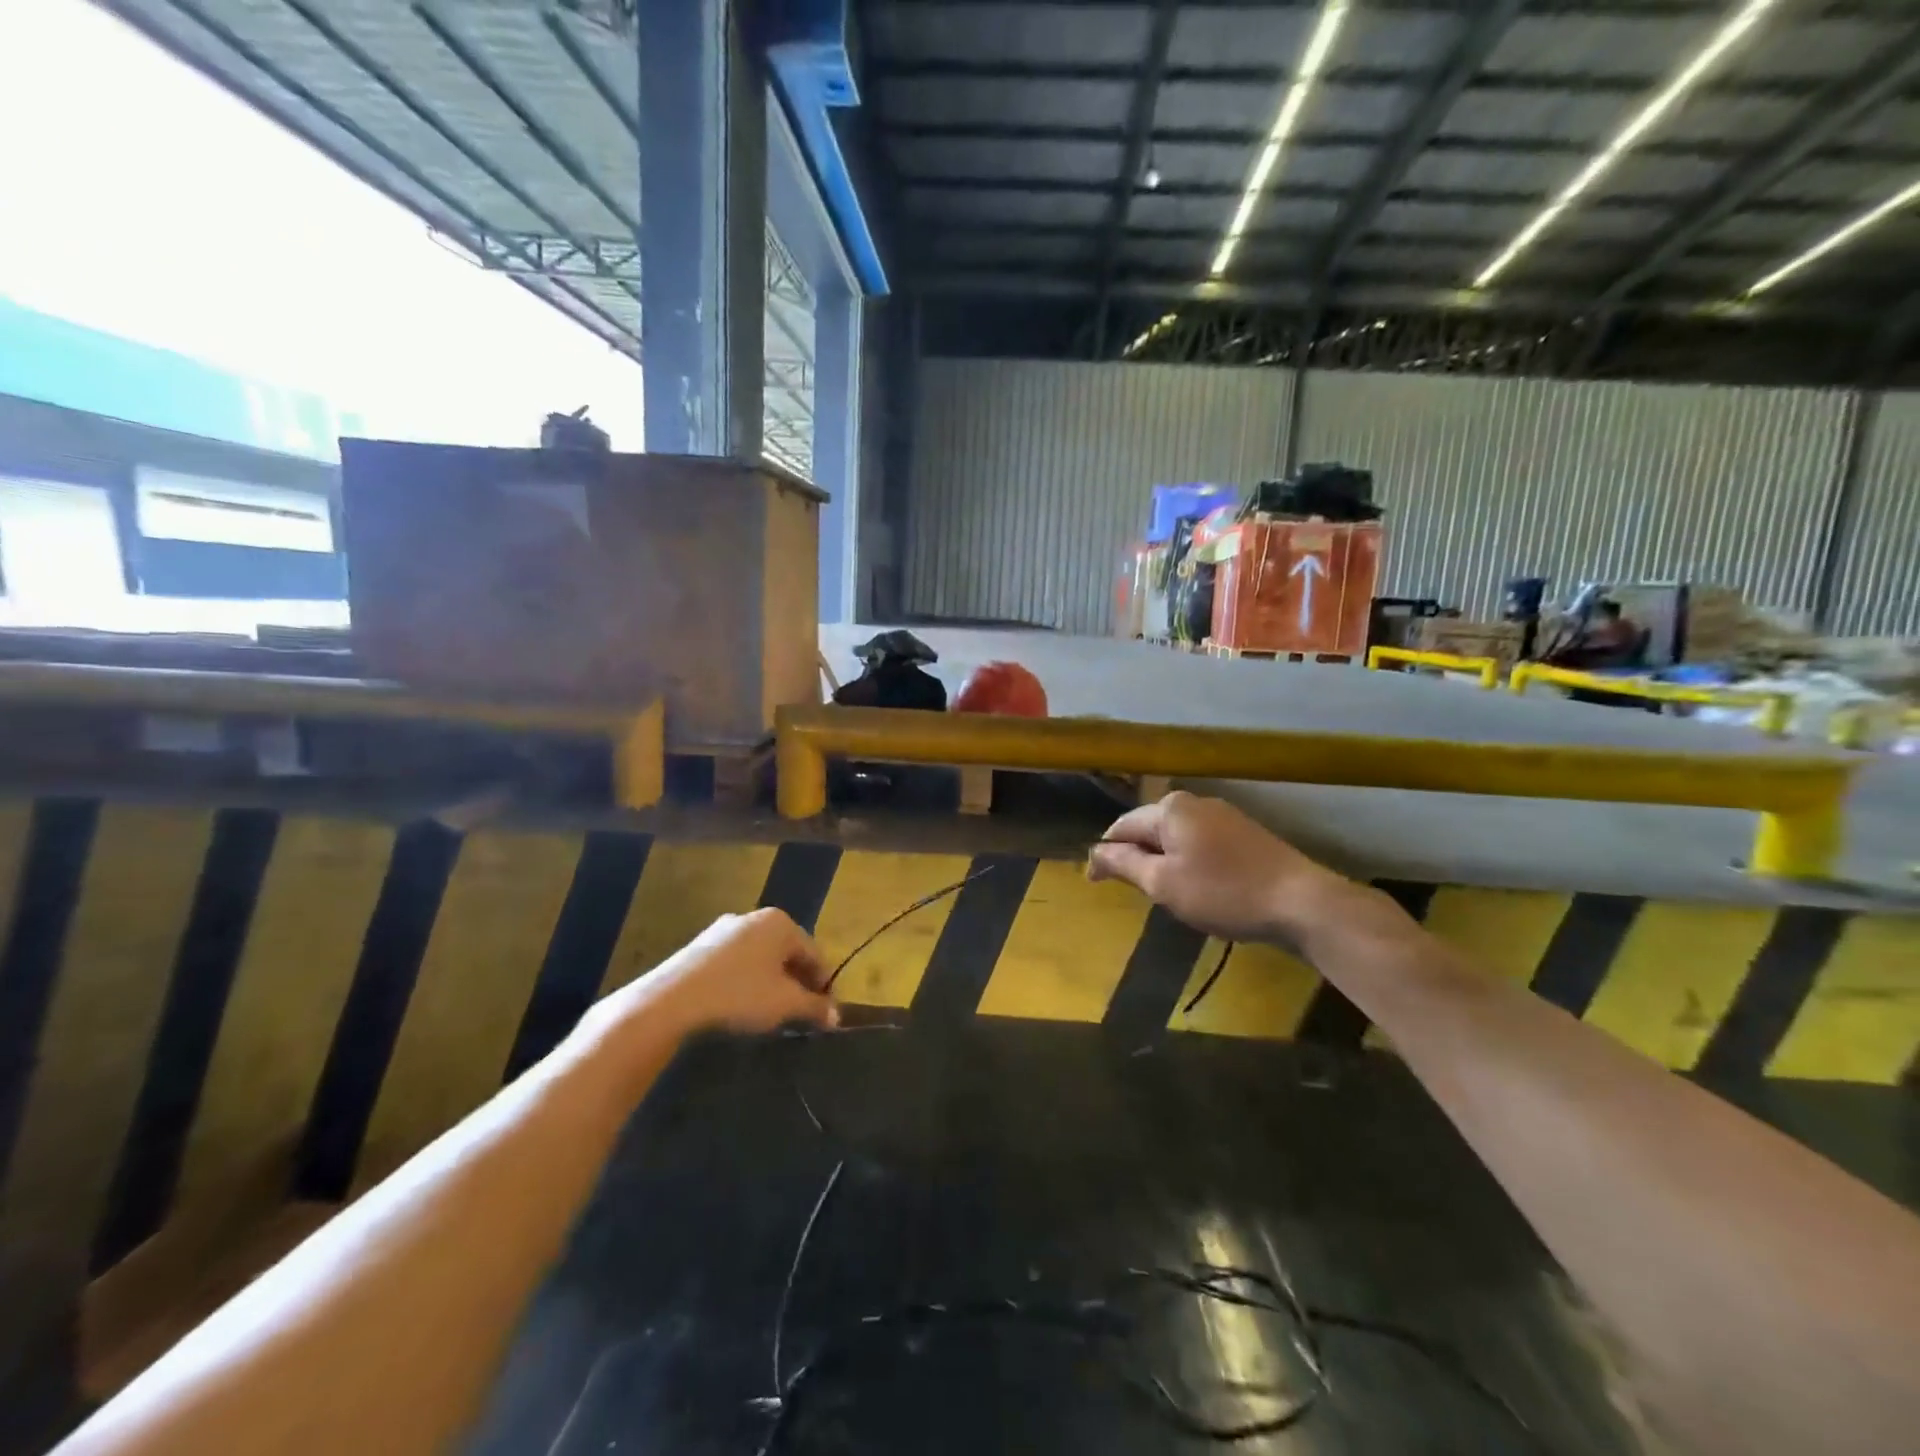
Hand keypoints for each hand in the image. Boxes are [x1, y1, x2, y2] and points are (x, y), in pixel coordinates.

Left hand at [614, 908, 838, 1037]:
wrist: (673, 999)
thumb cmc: (740, 994)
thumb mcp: (785, 1004)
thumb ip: (814, 1007)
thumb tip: (836, 1016)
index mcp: (781, 923)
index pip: (814, 953)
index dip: (823, 984)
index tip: (825, 1011)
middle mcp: (754, 917)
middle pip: (787, 952)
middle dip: (797, 982)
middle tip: (800, 1012)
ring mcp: (724, 929)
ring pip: (760, 957)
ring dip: (771, 982)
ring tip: (771, 1012)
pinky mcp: (700, 946)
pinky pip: (736, 962)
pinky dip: (745, 980)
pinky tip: (740, 1003)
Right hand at [1087, 791, 1343, 942]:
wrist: (1300, 902)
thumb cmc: (1223, 892)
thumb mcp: (1163, 883)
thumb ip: (1124, 864)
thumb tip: (1093, 852)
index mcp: (1169, 808)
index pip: (1121, 827)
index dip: (1105, 855)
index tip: (1096, 884)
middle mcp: (1194, 802)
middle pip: (1149, 828)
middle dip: (1137, 856)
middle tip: (1136, 893)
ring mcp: (1223, 814)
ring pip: (1176, 836)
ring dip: (1164, 861)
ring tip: (1166, 894)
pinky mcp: (1245, 833)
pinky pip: (1201, 843)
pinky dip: (1189, 862)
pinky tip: (1200, 888)